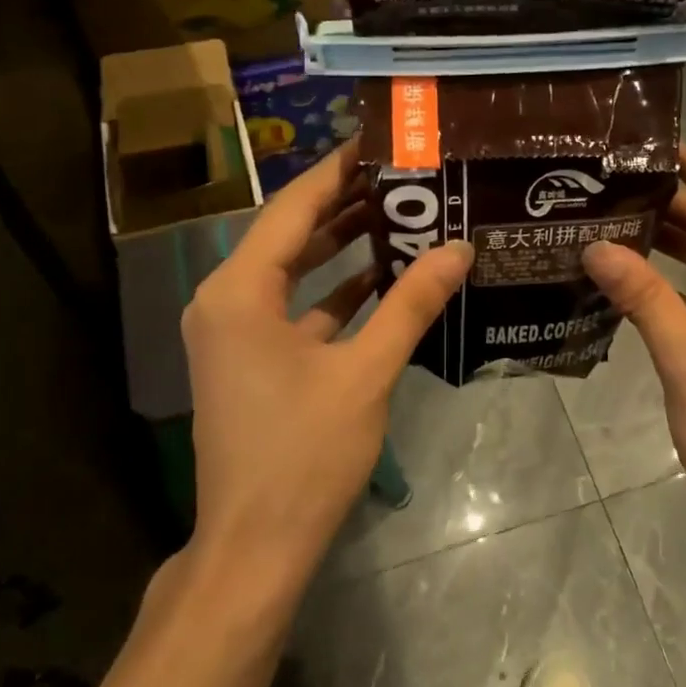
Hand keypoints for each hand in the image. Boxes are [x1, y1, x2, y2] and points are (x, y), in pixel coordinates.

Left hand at [182, 138, 473, 589]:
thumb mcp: (366, 372)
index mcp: (240, 291)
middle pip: (291, 233)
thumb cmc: (305, 454)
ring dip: (342, 246)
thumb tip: (459, 248)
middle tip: (404, 174)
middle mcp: (226, 299)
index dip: (338, 170)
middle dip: (346, 204)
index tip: (381, 140)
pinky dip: (335, 292)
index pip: (293, 207)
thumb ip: (411, 305)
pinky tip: (383, 278)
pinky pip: (295, 307)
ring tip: (402, 213)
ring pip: (294, 271)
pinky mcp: (251, 359)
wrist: (256, 546)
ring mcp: (235, 331)